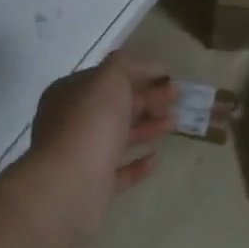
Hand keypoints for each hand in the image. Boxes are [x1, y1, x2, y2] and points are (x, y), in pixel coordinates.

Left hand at [17, 54, 175, 235]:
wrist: (70, 184)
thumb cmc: (90, 122)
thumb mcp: (109, 79)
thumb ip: (123, 65)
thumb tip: (134, 63)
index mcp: (70, 94)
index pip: (108, 77)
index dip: (139, 72)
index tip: (168, 74)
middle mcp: (71, 122)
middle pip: (116, 106)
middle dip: (149, 99)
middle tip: (178, 95)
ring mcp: (81, 155)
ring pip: (119, 136)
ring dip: (148, 127)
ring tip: (175, 122)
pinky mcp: (92, 184)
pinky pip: (119, 170)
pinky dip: (138, 164)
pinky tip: (155, 158)